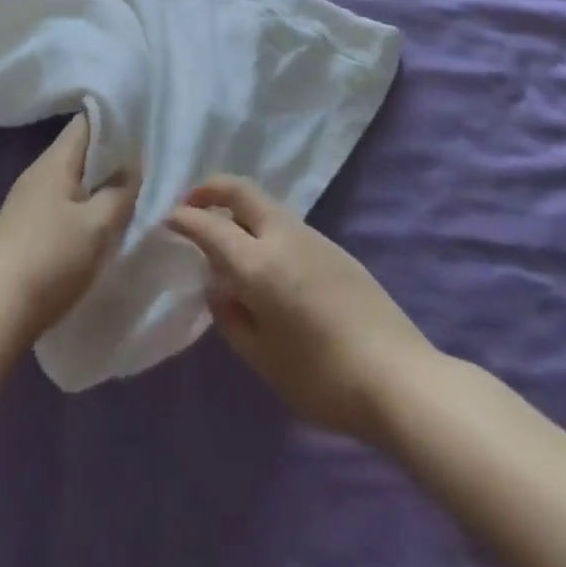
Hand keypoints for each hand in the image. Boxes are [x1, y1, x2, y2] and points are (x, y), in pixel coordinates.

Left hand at [0, 114, 136, 345]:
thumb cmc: (52, 260)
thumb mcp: (99, 226)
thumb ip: (122, 193)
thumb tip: (132, 173)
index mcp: (54, 161)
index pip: (87, 121)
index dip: (116, 121)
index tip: (143, 131)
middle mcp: (36, 172)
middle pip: (78, 150)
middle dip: (110, 157)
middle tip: (143, 168)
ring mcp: (24, 199)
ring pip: (69, 178)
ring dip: (95, 184)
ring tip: (125, 197)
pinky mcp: (20, 226)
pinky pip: (57, 201)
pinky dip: (79, 205)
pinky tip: (94, 225)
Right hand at [167, 176, 432, 443]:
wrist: (398, 378)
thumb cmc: (322, 378)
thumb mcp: (264, 358)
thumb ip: (232, 318)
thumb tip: (219, 289)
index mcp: (258, 263)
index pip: (210, 226)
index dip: (184, 219)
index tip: (167, 218)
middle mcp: (282, 236)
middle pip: (240, 190)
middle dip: (210, 189)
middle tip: (191, 205)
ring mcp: (312, 237)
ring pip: (264, 204)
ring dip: (238, 207)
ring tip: (226, 237)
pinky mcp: (333, 248)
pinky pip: (285, 223)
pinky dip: (262, 225)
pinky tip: (265, 260)